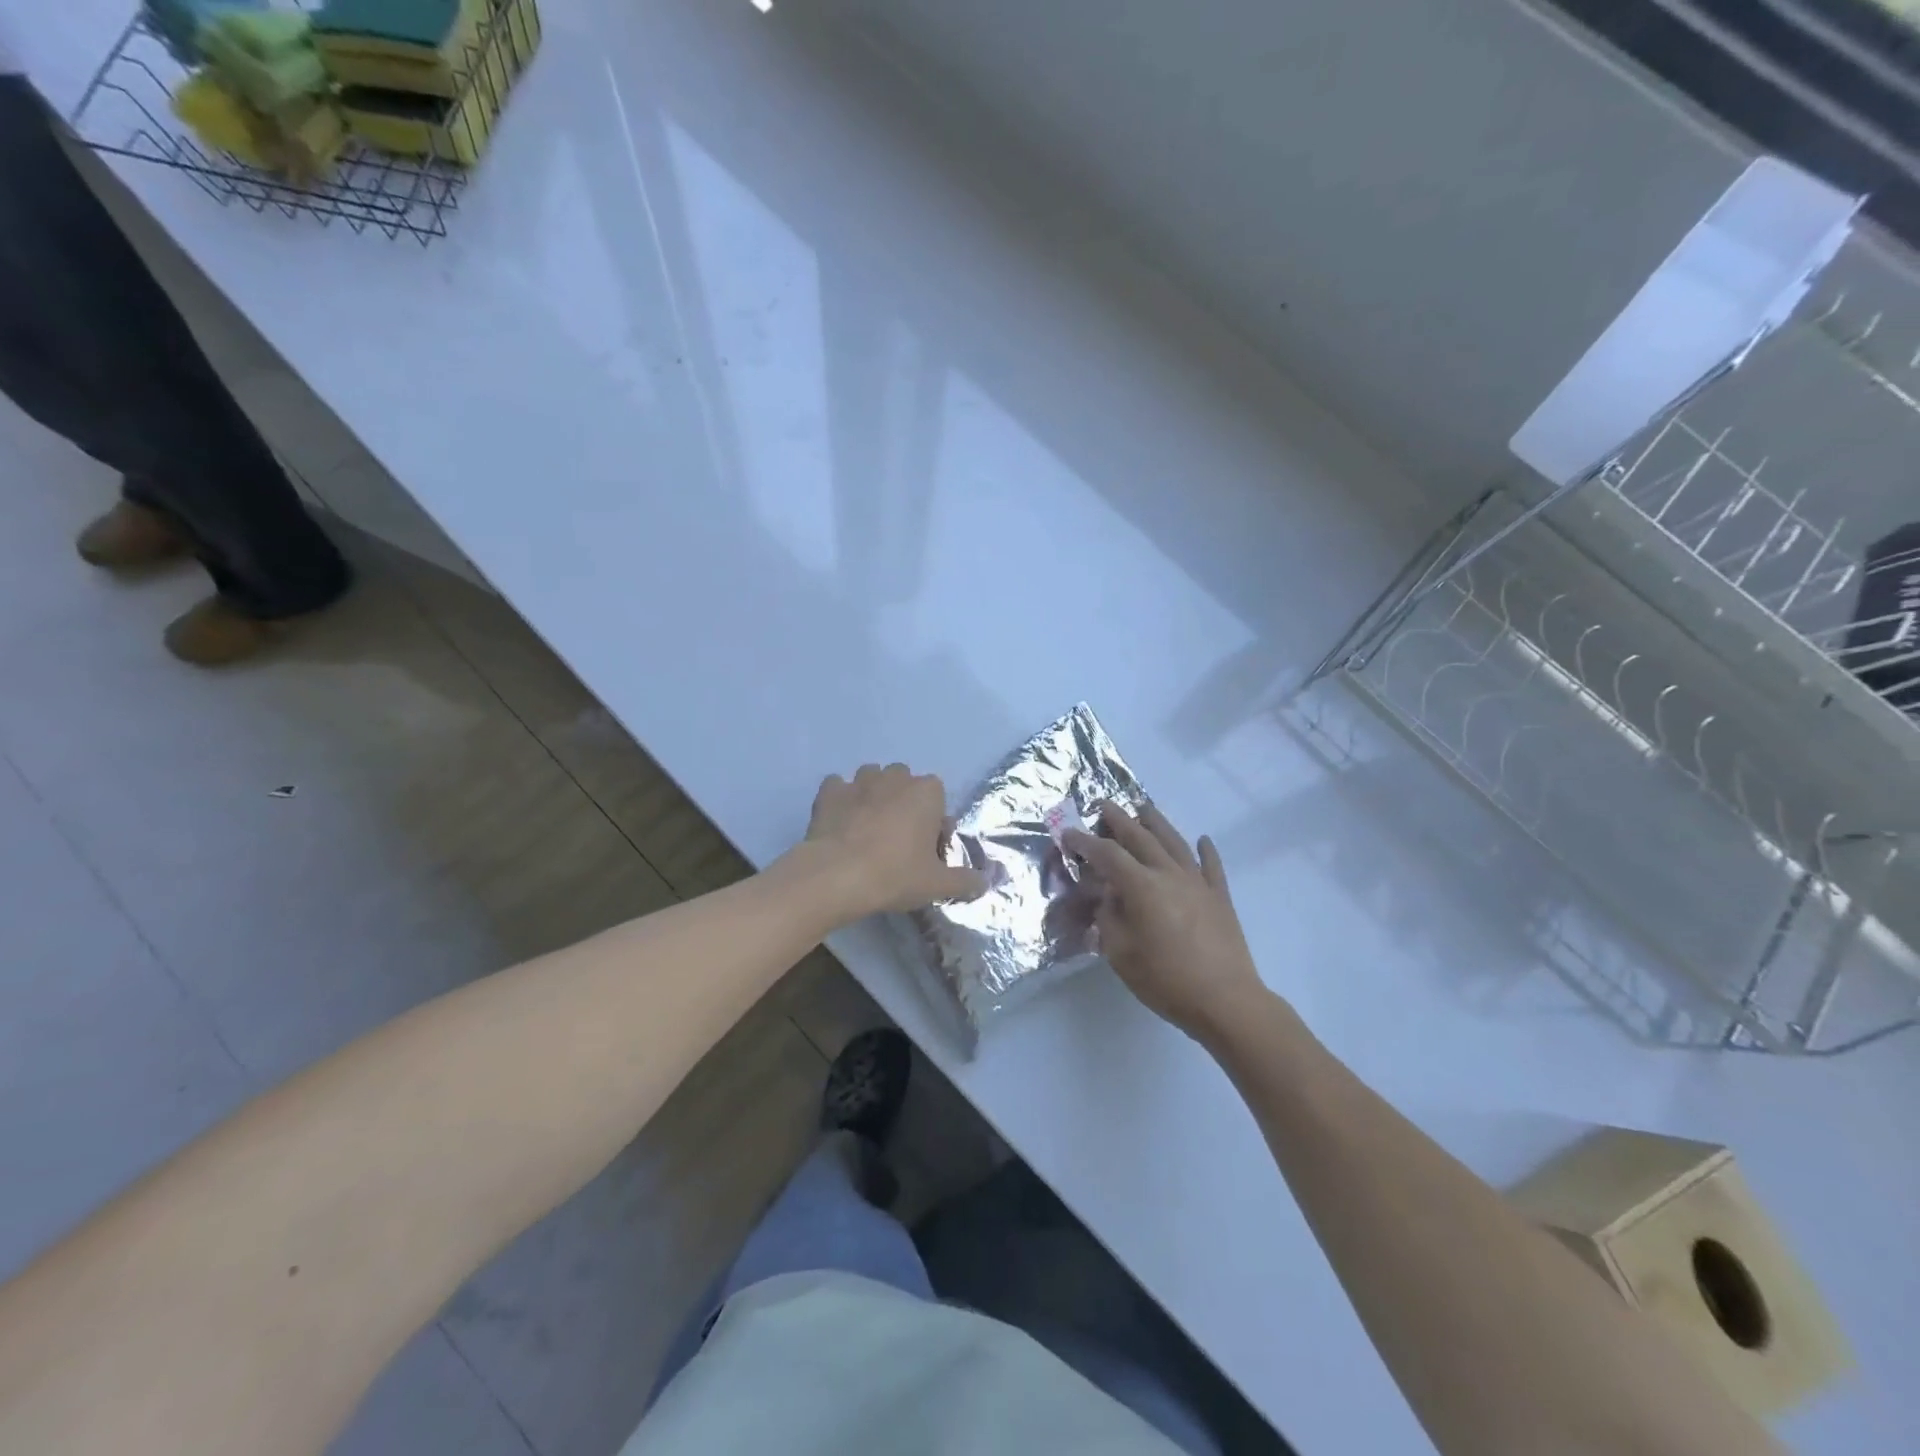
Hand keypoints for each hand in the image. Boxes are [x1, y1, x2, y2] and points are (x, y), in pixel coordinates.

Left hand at [799, 764, 987, 919]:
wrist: (836, 876)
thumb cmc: (895, 875)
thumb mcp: (938, 884)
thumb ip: (966, 881)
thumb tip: (986, 881)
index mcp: (926, 792)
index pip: (938, 798)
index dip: (933, 822)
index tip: (926, 850)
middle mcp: (895, 777)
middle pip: (905, 784)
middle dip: (904, 803)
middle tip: (898, 840)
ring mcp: (859, 781)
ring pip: (872, 779)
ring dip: (874, 797)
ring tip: (868, 830)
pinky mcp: (829, 792)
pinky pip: (839, 788)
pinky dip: (841, 800)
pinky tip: (840, 823)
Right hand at [1063, 804, 1267, 1041]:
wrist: (1226, 1001)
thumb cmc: (1166, 980)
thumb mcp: (1120, 954)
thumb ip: (1109, 918)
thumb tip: (1109, 897)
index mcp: (1141, 887)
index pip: (1107, 855)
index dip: (1085, 843)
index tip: (1068, 834)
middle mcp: (1169, 874)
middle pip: (1141, 838)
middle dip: (1119, 819)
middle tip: (1103, 804)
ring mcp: (1199, 883)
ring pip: (1175, 842)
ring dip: (1157, 822)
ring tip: (1144, 807)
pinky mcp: (1220, 898)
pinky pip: (1212, 866)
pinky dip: (1206, 850)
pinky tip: (1203, 840)